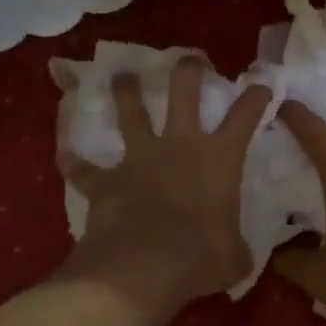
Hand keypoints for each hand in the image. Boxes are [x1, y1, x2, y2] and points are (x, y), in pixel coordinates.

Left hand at [59, 58, 271, 319]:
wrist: (145, 266)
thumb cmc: (201, 258)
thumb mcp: (234, 257)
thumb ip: (235, 248)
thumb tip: (238, 256)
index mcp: (219, 160)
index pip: (245, 117)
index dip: (255, 98)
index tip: (261, 85)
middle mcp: (179, 146)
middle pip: (184, 92)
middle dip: (189, 70)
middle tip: (190, 59)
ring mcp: (139, 158)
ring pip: (130, 112)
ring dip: (126, 92)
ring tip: (122, 77)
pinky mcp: (106, 180)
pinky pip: (84, 169)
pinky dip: (74, 163)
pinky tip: (64, 155)